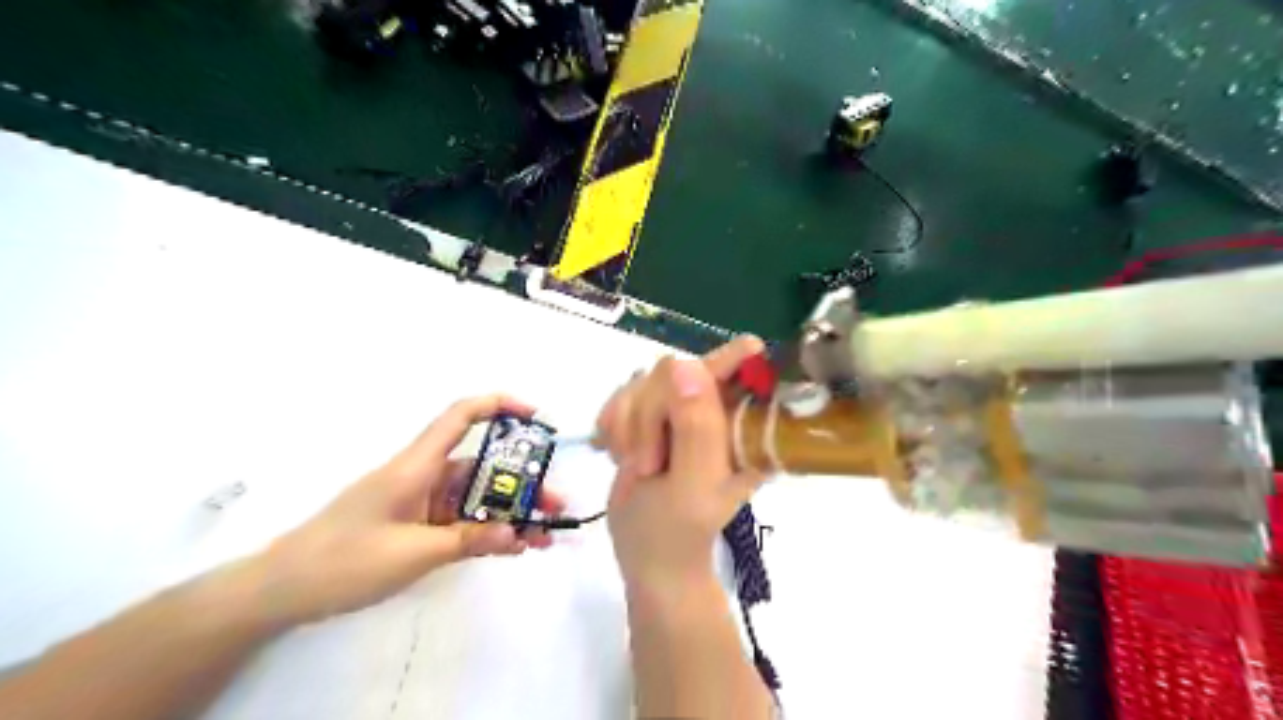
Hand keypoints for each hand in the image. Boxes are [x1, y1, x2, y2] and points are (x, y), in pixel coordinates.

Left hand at [253, 394, 562, 624]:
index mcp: (416, 466)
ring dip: (508, 513)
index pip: (460, 417)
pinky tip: (511, 547)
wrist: (282, 591)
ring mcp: (420, 503)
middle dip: (521, 482)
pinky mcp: (416, 526)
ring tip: (542, 534)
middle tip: (554, 504)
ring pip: (475, 497)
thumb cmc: (344, 561)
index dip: (499, 405)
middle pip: (481, 467)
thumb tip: (518, 532)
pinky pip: (461, 521)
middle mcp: (423, 477)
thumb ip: (469, 541)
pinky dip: (486, 531)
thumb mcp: (413, 553)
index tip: (535, 416)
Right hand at [597, 338, 763, 588]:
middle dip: (649, 415)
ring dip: (628, 425)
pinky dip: (613, 425)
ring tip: (637, 465)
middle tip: (648, 462)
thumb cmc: (677, 532)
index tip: (743, 348)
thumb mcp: (692, 484)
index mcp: (739, 430)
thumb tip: (685, 365)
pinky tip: (620, 454)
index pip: (739, 376)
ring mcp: (679, 412)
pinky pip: (621, 396)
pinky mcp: (649, 417)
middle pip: (672, 373)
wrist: (646, 557)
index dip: (732, 357)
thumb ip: (694, 427)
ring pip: (642, 383)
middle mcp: (713, 413)